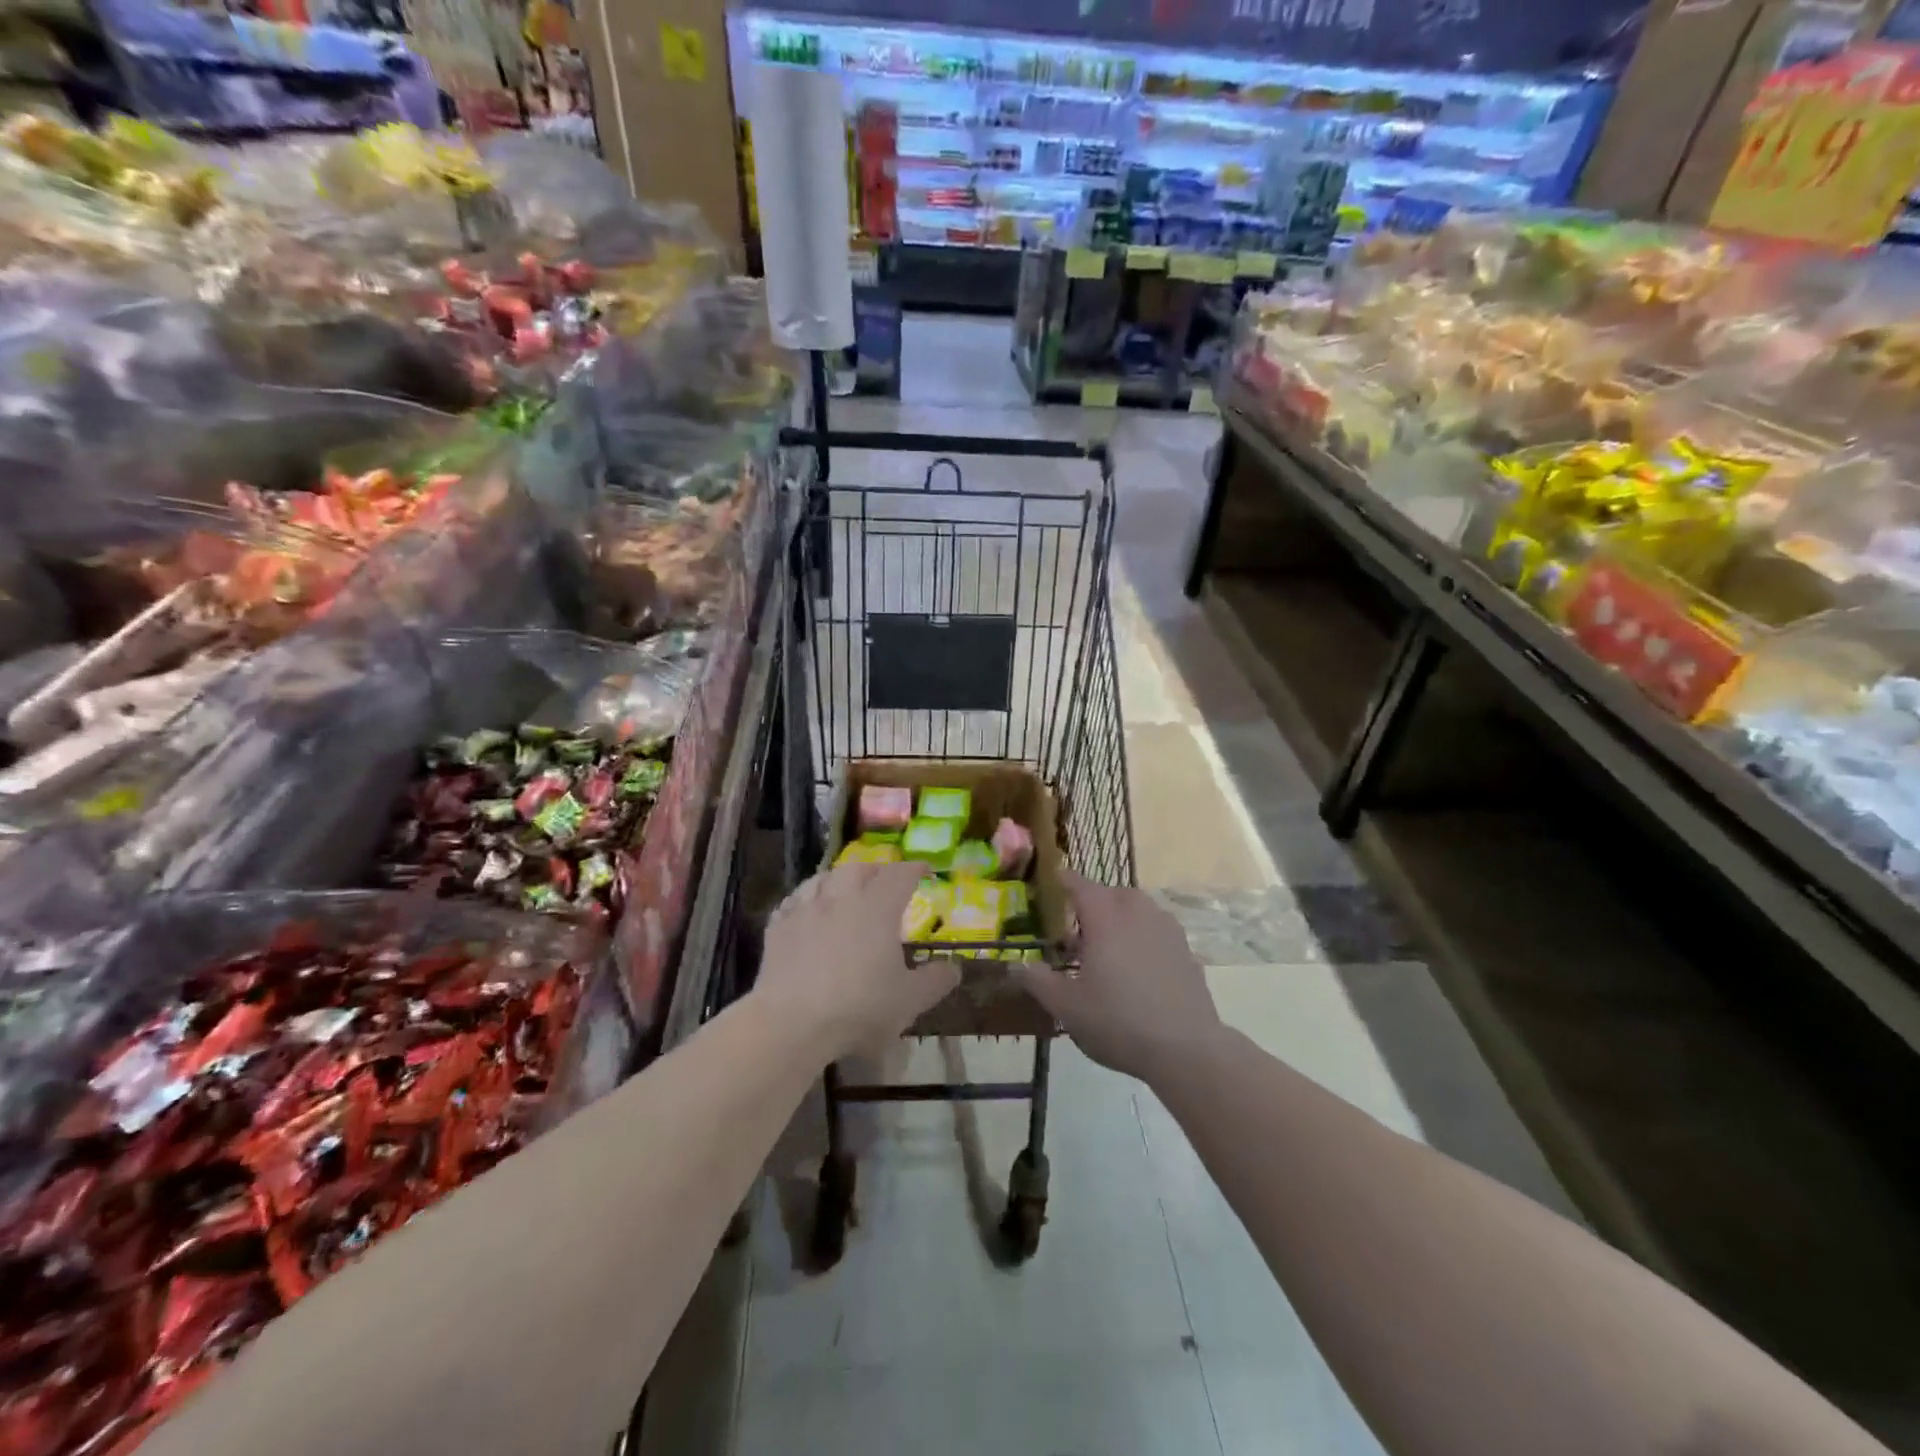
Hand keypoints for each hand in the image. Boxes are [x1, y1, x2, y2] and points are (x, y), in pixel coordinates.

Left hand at [754, 860, 959, 1062]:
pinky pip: (794, 901)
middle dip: (876, 870)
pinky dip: (807, 898)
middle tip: (885, 881)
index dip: (915, 869)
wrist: (791, 1023)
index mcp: (878, 907)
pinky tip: (807, 909)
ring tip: (845, 888)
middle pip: (860, 868)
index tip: (924, 869)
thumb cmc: (859, 1008)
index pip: (901, 874)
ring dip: (839, 878)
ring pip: (824, 878)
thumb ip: (936, 981)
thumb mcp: (909, 1001)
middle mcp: (842, 897)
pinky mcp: (778, 926)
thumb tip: (955, 968)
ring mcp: (806, 909)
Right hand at [1016, 871, 1220, 1083]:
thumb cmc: (1118, 1021)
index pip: (1080, 885)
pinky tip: (1136, 970)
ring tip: (1107, 950)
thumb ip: (1039, 981)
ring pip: (1137, 910)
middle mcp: (1137, 912)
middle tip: (1077, 930)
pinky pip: (1156, 932)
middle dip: (1093, 904)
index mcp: (1105, 916)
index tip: (1055, 878)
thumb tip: (1018, 966)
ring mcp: (1166, 929)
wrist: (1186, 1049)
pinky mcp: (1186, 950)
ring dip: (1120, 920)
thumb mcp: (1067, 1007)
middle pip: (1111, 895)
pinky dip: (1142, 939)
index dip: (1065, 880)